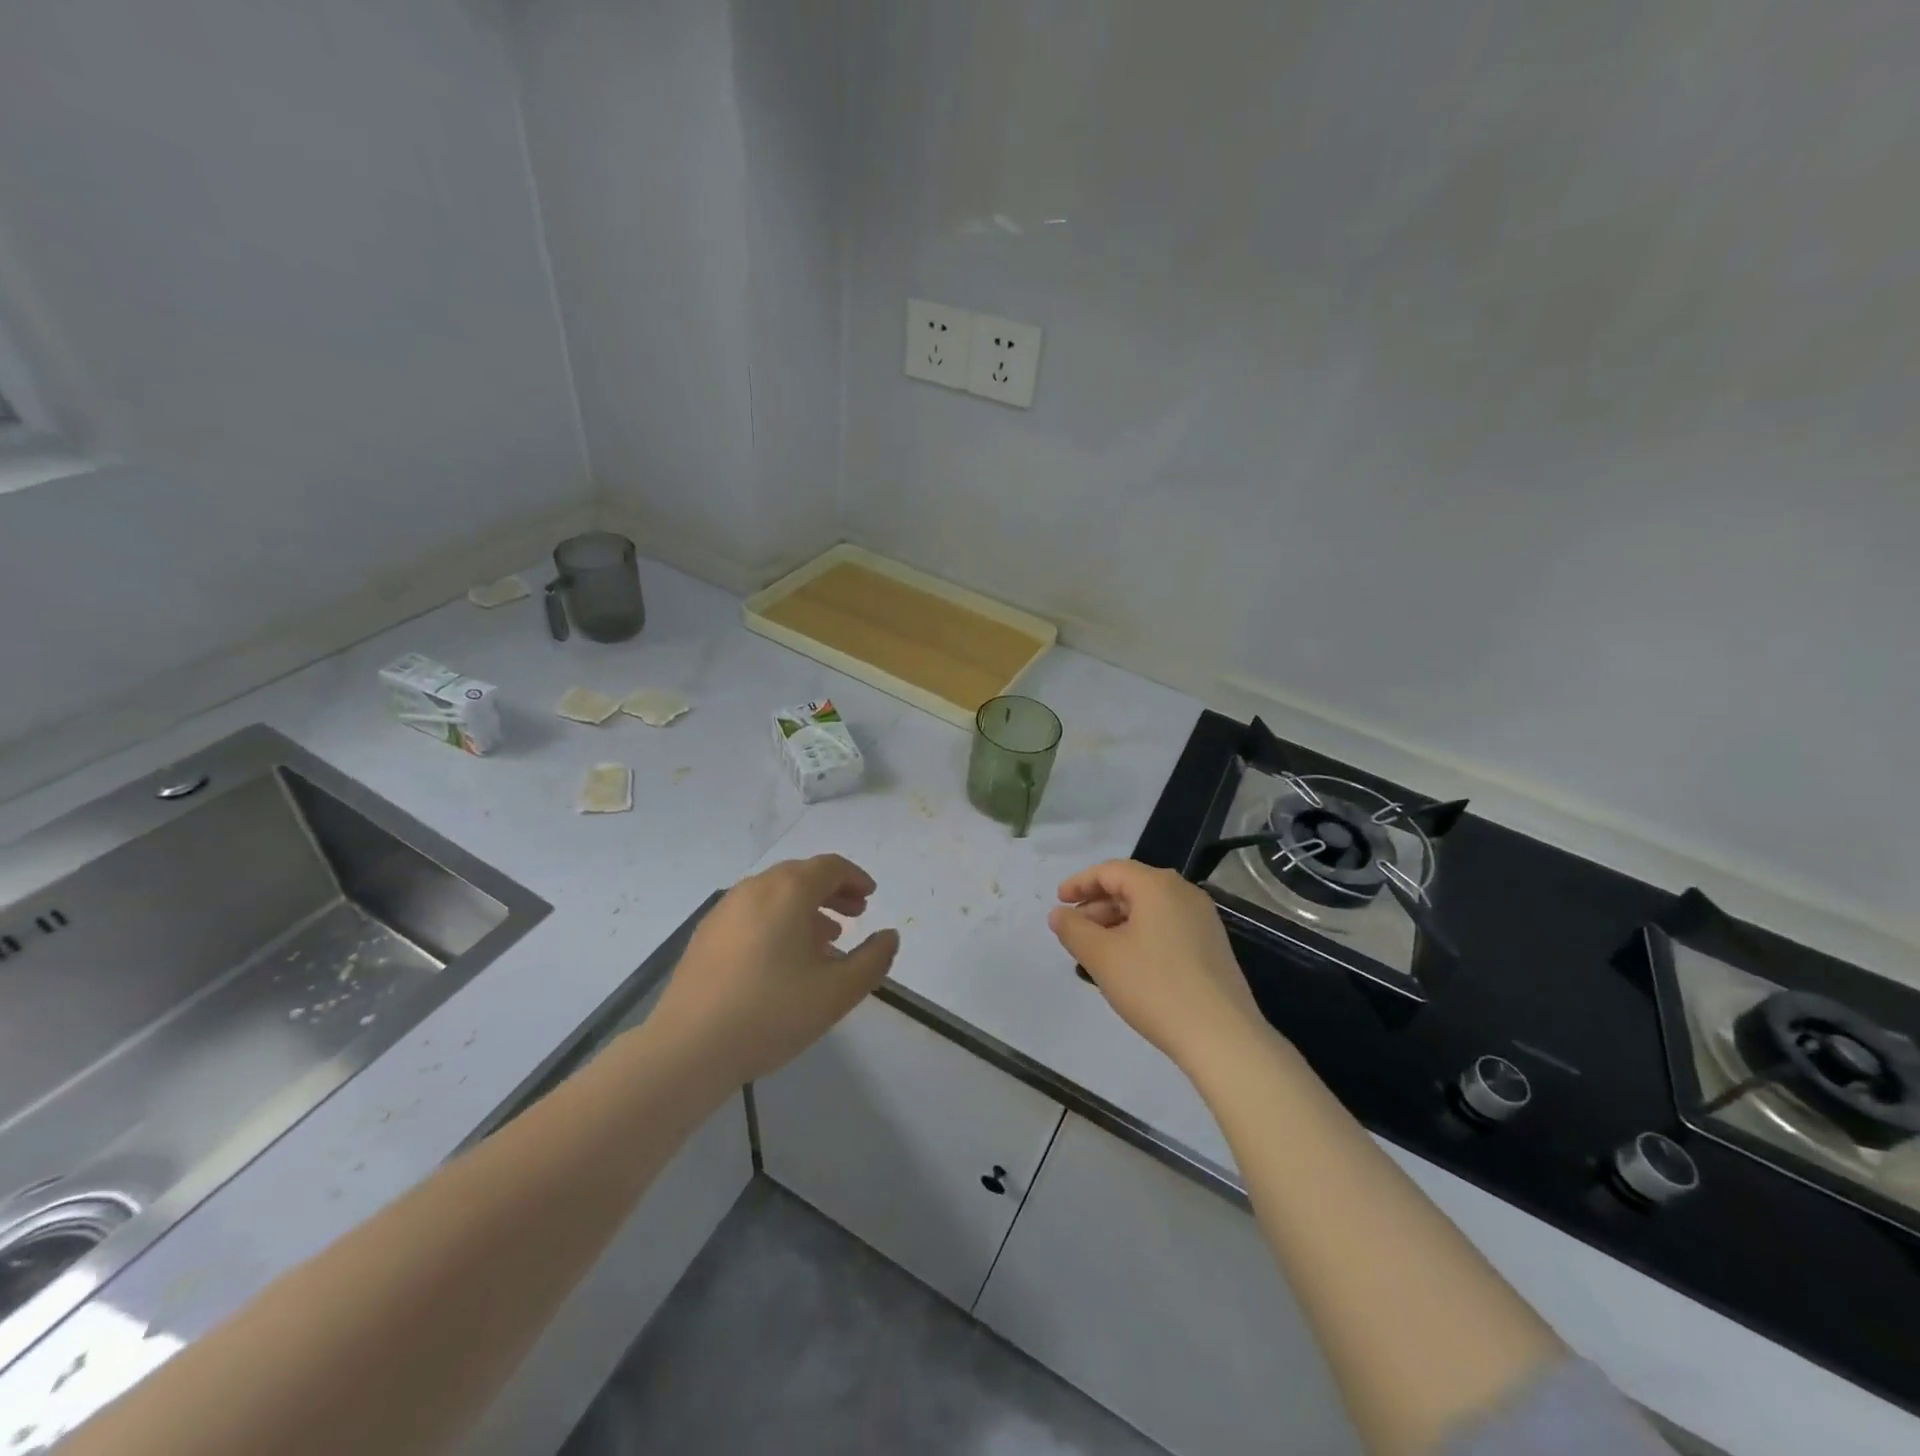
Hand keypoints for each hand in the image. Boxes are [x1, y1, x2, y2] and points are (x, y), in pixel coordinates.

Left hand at [651, 855, 900, 1088]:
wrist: (688, 1048)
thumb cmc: (772, 1013)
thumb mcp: (837, 992)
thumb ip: (873, 960)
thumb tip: (889, 937)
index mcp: (788, 891)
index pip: (829, 867)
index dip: (855, 877)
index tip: (871, 896)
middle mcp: (754, 888)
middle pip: (800, 875)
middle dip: (832, 890)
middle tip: (855, 914)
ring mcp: (724, 910)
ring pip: (774, 894)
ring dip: (805, 907)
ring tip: (824, 939)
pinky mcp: (705, 935)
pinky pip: (752, 912)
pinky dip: (777, 919)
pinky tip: (782, 957)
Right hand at [1049, 860, 1265, 1073]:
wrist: (1222, 1037)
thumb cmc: (1154, 987)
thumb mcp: (1102, 957)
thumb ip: (1073, 930)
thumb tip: (1058, 914)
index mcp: (1157, 885)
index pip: (1110, 871)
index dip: (1079, 883)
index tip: (1058, 902)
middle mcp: (1183, 893)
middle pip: (1131, 887)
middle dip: (1097, 906)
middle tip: (1074, 931)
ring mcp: (1202, 920)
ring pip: (1149, 909)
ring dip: (1117, 923)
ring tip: (1095, 952)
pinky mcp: (1212, 946)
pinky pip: (1166, 927)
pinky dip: (1140, 936)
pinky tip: (1127, 965)